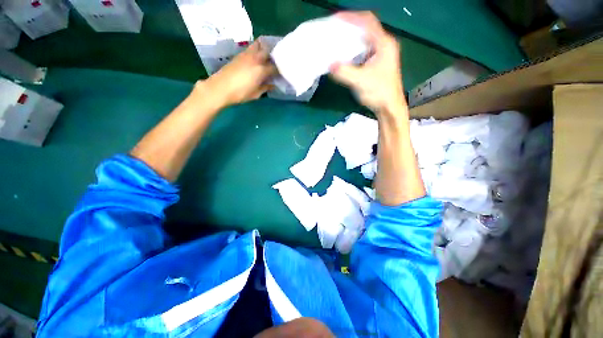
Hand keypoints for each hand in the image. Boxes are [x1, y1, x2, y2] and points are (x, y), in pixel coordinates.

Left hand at [197, 40, 276, 109]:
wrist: (220, 88)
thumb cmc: (240, 93)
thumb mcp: (255, 94)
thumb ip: (265, 88)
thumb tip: (272, 85)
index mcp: (261, 70)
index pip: (275, 67)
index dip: (279, 70)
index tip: (282, 73)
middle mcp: (255, 59)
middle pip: (268, 51)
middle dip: (273, 55)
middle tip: (276, 61)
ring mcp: (246, 55)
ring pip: (258, 45)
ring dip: (264, 48)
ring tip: (267, 55)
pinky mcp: (239, 55)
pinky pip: (250, 48)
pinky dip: (256, 50)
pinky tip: (256, 58)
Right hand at [330, 12, 405, 114]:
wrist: (389, 107)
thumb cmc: (379, 93)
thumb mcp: (361, 81)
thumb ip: (344, 72)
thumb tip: (329, 64)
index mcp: (383, 44)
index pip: (368, 22)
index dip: (352, 17)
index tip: (336, 19)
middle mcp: (384, 45)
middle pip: (366, 28)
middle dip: (350, 27)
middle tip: (334, 30)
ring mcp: (381, 54)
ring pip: (364, 40)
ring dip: (351, 39)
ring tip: (336, 41)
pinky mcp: (376, 63)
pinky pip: (363, 51)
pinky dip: (353, 50)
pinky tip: (344, 56)